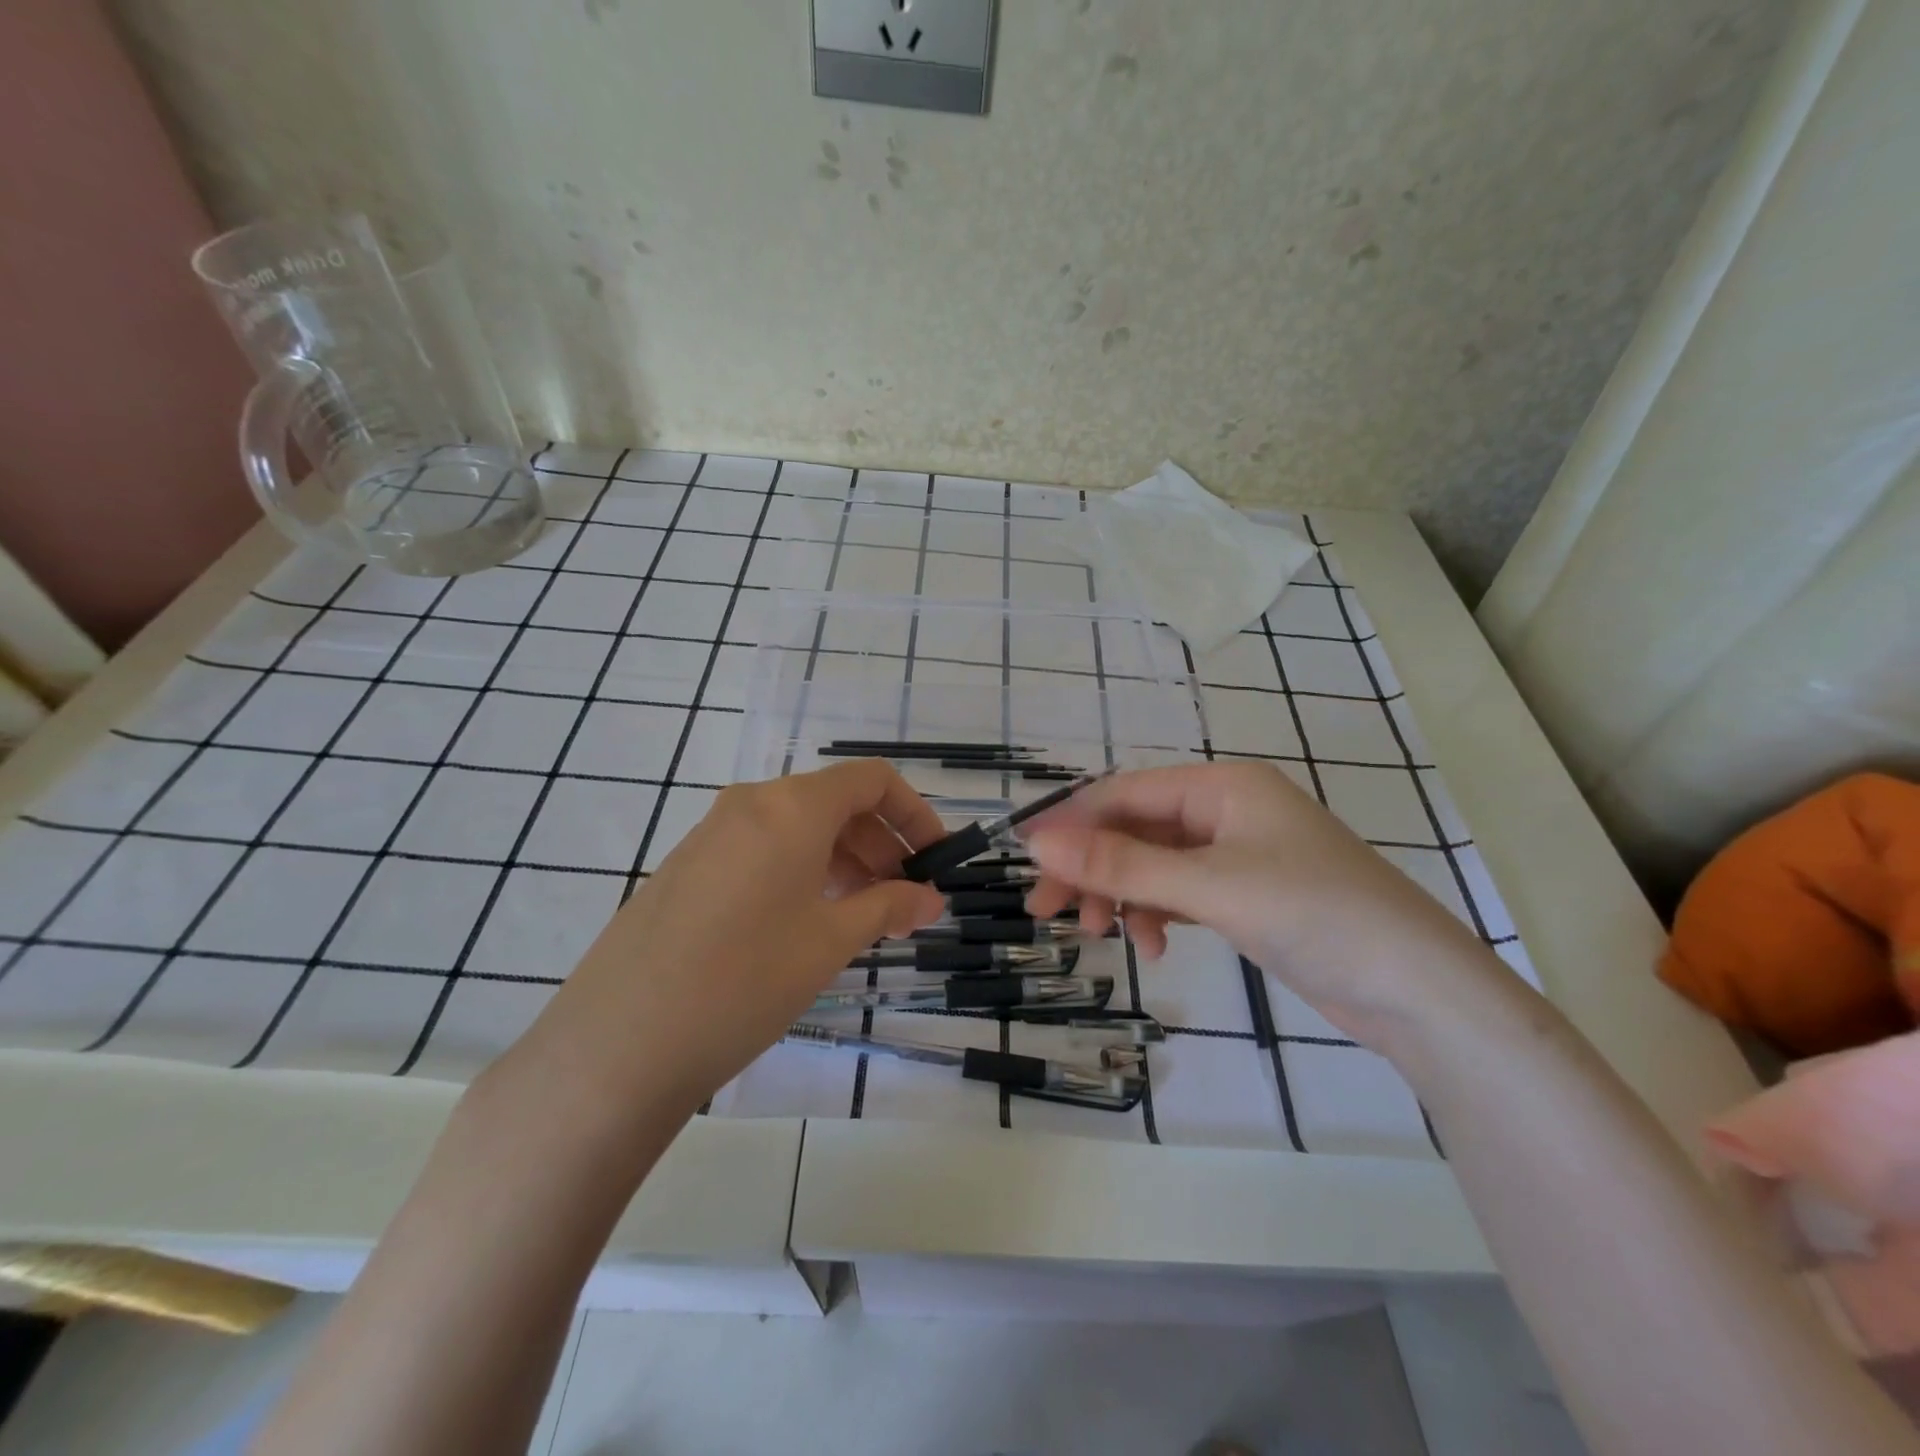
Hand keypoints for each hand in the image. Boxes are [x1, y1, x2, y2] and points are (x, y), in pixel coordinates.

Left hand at [518, 761, 946, 1113]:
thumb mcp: (830, 941)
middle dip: (881, 844)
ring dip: (843, 860)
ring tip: (862, 916)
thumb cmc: (745, 979)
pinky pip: (762, 850)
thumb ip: (888, 907)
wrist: (619, 1043)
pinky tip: (806, 924)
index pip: (871, 780)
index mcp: (791, 805)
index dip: (913, 813)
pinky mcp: (687, 867)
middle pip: (835, 802)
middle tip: (903, 900)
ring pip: (797, 828)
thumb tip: (929, 898)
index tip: (934, 859)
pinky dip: (801, 872)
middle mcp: (750, 804)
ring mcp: (711, 833)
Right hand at [1022, 762, 1504, 1049]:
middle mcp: (1226, 810)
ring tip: (1101, 936)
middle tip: (1048, 912)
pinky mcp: (1248, 894)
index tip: (1027, 863)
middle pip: (1135, 829)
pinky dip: (1158, 913)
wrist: (1419, 992)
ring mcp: (1239, 853)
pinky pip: (1182, 891)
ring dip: (1122, 894)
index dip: (1071, 824)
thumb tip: (1038, 842)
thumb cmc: (1314, 915)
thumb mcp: (1209, 886)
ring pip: (1155, 863)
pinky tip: (1155, 946)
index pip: (1124, 793)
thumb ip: (1122, 863)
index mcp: (1221, 786)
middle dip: (1092, 867)